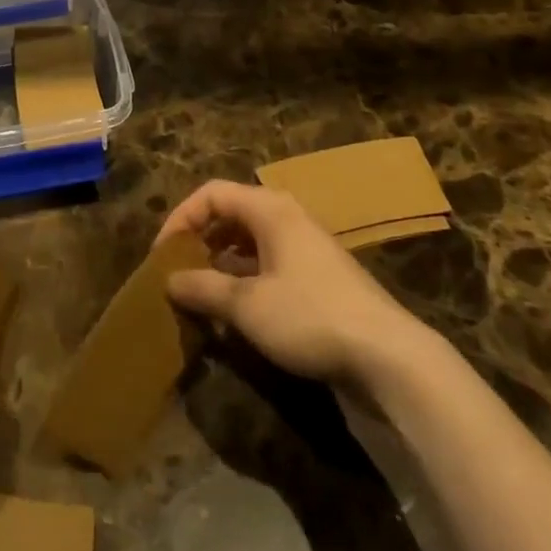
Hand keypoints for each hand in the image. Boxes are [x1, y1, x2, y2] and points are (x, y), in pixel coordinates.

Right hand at [157, 180, 431, 386]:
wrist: (388, 356)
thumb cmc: (310, 316)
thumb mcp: (248, 305)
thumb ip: (204, 288)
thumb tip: (169, 281)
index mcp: (269, 209)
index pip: (212, 194)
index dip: (181, 218)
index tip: (162, 255)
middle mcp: (286, 217)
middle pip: (230, 214)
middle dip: (199, 241)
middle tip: (178, 274)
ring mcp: (304, 247)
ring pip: (248, 242)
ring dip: (220, 264)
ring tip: (200, 296)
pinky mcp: (317, 277)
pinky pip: (267, 265)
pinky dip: (244, 280)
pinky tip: (234, 313)